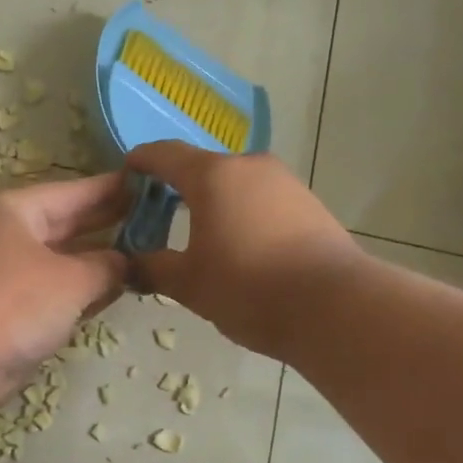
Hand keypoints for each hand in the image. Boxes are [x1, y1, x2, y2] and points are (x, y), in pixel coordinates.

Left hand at [0, 172, 130, 407]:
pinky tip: (114, 292)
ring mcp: (6, 273)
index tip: (152, 185)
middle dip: (110, 225)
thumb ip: (108, 267)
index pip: (76, 191)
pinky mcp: (7, 309)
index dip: (115, 189)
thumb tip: (127, 264)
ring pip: (63, 260)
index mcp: (16, 209)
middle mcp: (8, 234)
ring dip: (98, 262)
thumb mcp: (72, 278)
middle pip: (68, 224)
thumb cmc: (14, 301)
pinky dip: (81, 292)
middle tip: (158, 221)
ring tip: (147, 256)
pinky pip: (54, 292)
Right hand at [126, 142, 361, 359]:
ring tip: (200, 235)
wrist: (336, 307)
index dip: (140, 161)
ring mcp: (284, 182)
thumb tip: (129, 265)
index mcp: (212, 175)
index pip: (164, 154)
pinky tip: (240, 245)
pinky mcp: (309, 203)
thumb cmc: (249, 288)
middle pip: (202, 167)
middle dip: (176, 187)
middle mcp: (248, 166)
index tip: (125, 174)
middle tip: (157, 216)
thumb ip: (152, 268)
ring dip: (212, 201)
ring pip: (235, 183)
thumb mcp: (189, 284)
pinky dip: (242, 212)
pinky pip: (261, 198)